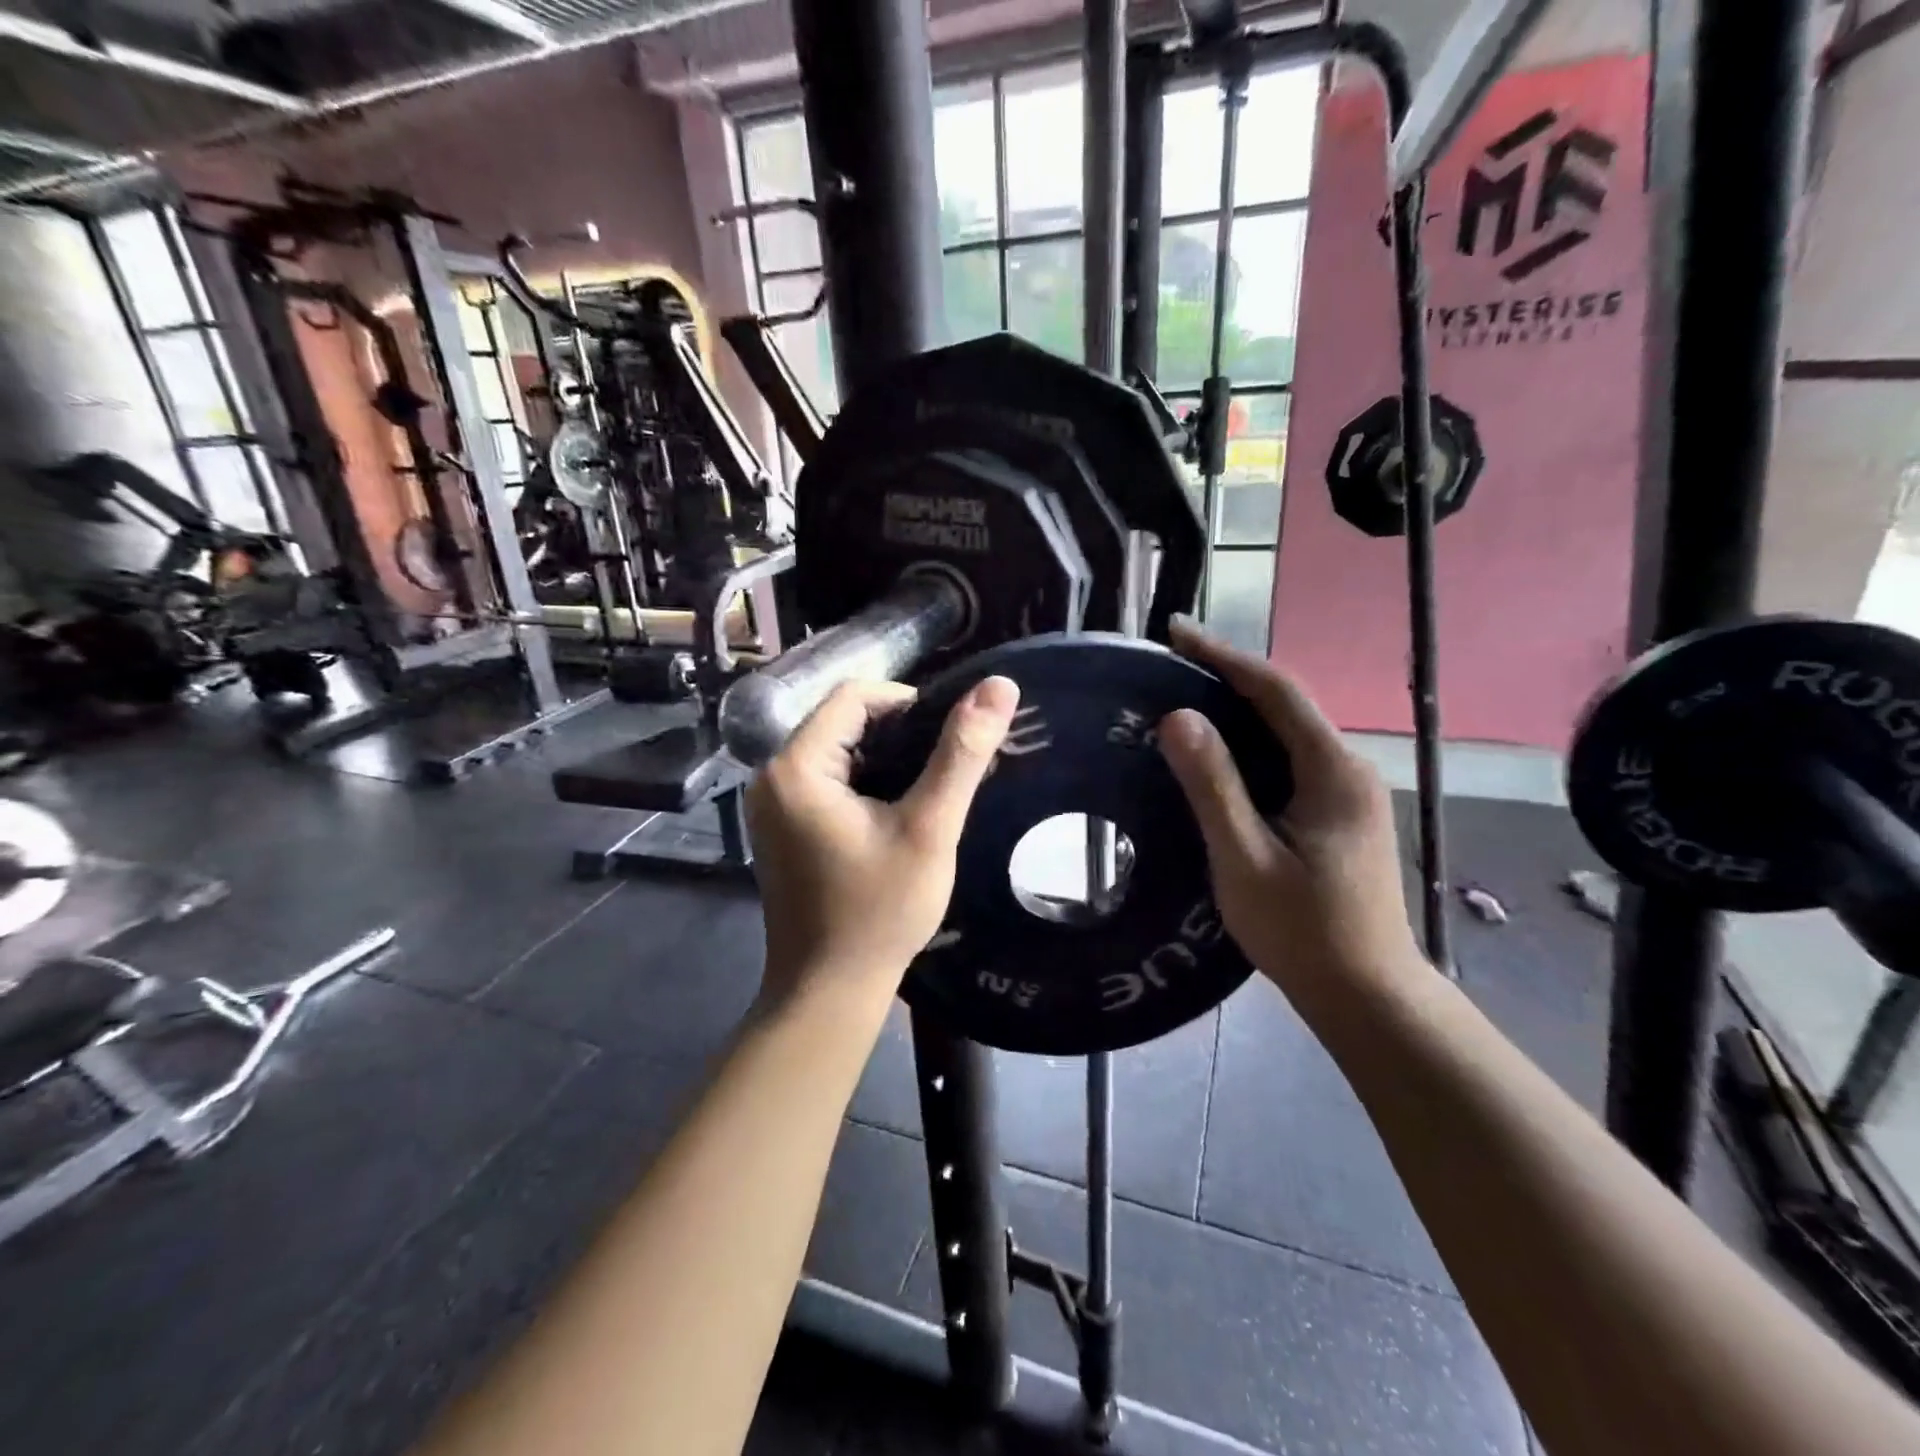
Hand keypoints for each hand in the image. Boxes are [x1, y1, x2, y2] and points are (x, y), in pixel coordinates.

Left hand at [747, 676, 1021, 1005]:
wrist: (828, 990)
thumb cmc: (879, 911)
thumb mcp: (929, 830)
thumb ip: (962, 755)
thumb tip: (999, 686)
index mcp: (796, 766)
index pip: (855, 695)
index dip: (909, 704)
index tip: (948, 741)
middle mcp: (772, 775)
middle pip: (843, 721)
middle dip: (899, 734)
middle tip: (945, 768)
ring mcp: (772, 803)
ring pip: (837, 750)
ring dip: (885, 758)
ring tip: (928, 789)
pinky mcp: (781, 825)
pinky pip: (826, 779)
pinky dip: (864, 782)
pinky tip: (896, 811)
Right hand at [1157, 621, 1423, 1001]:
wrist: (1366, 993)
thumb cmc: (1302, 930)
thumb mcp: (1244, 858)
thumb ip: (1213, 786)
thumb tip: (1177, 716)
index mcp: (1332, 770)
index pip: (1276, 690)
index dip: (1223, 656)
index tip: (1175, 632)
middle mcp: (1348, 768)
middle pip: (1284, 703)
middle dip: (1227, 675)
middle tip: (1168, 662)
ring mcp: (1348, 791)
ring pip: (1287, 731)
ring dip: (1237, 708)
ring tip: (1182, 697)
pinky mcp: (1339, 812)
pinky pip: (1289, 758)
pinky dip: (1250, 743)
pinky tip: (1217, 754)